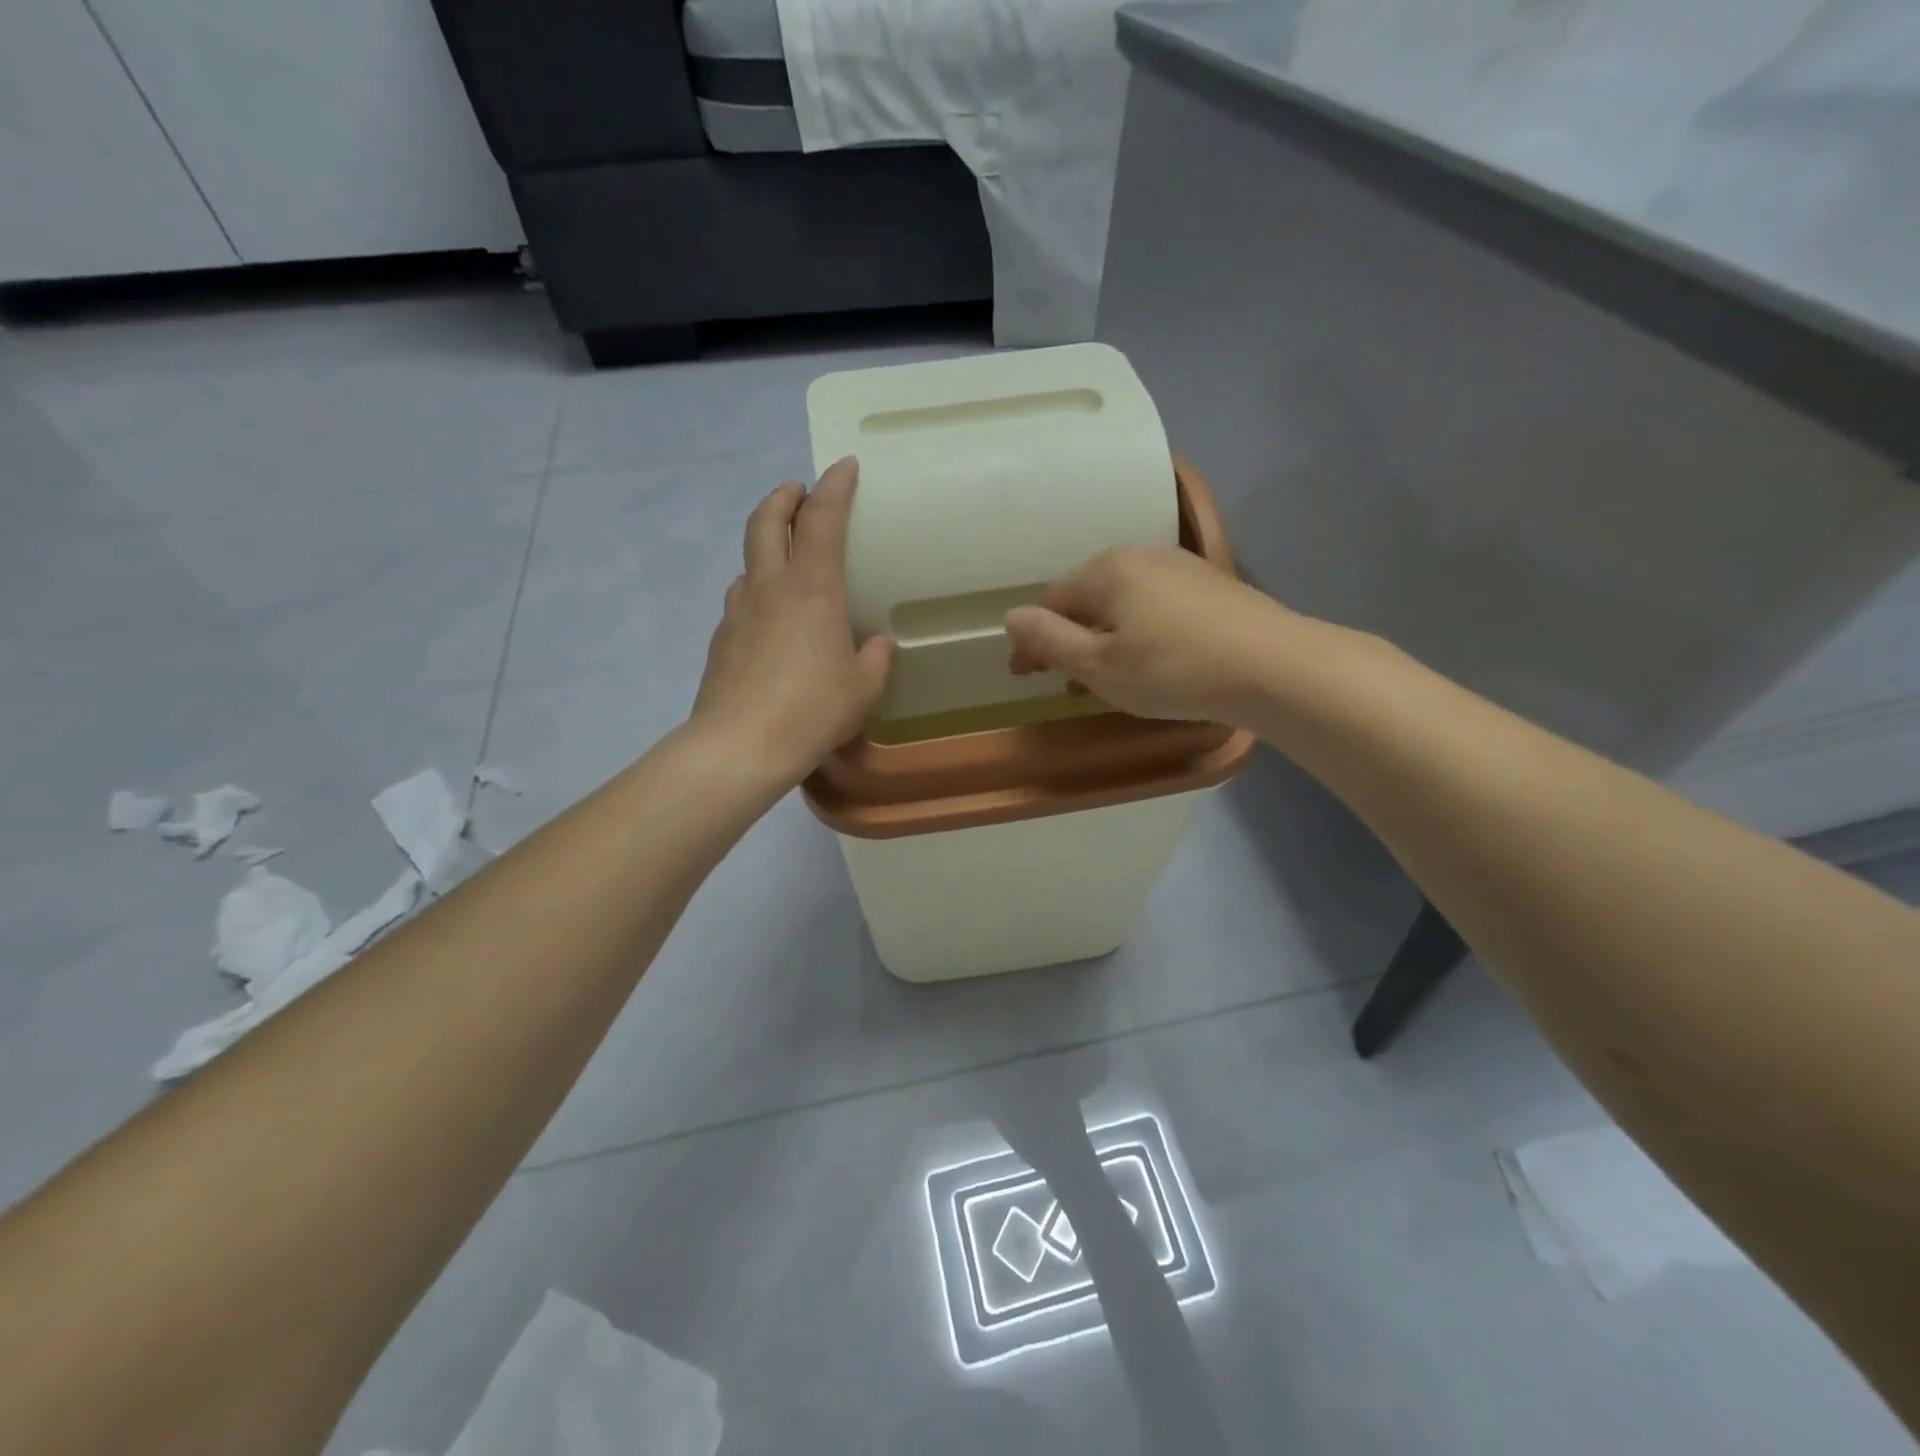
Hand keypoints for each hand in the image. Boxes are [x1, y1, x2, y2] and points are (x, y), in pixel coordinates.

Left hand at [690, 457, 893, 781]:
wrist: (741, 747)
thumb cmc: (813, 711)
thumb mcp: (862, 688)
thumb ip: (874, 659)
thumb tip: (879, 644)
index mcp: (813, 589)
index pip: (823, 519)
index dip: (835, 487)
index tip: (844, 466)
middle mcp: (770, 588)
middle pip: (767, 521)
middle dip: (784, 497)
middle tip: (798, 490)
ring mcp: (738, 611)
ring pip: (748, 561)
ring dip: (766, 546)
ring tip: (785, 560)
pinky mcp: (720, 640)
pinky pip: (741, 600)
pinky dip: (757, 592)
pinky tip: (769, 620)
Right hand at [1004, 545, 1295, 724]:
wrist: (1273, 666)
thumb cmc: (1173, 669)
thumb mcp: (1099, 666)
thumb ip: (1049, 641)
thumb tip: (1011, 617)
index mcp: (1106, 570)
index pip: (1051, 600)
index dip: (1031, 640)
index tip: (1024, 675)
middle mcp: (1141, 555)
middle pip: (1088, 596)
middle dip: (1069, 637)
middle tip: (1064, 680)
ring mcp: (1181, 567)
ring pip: (1124, 602)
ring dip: (1104, 636)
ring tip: (1105, 676)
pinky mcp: (1212, 586)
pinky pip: (1156, 605)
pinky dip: (1139, 631)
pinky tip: (1151, 660)